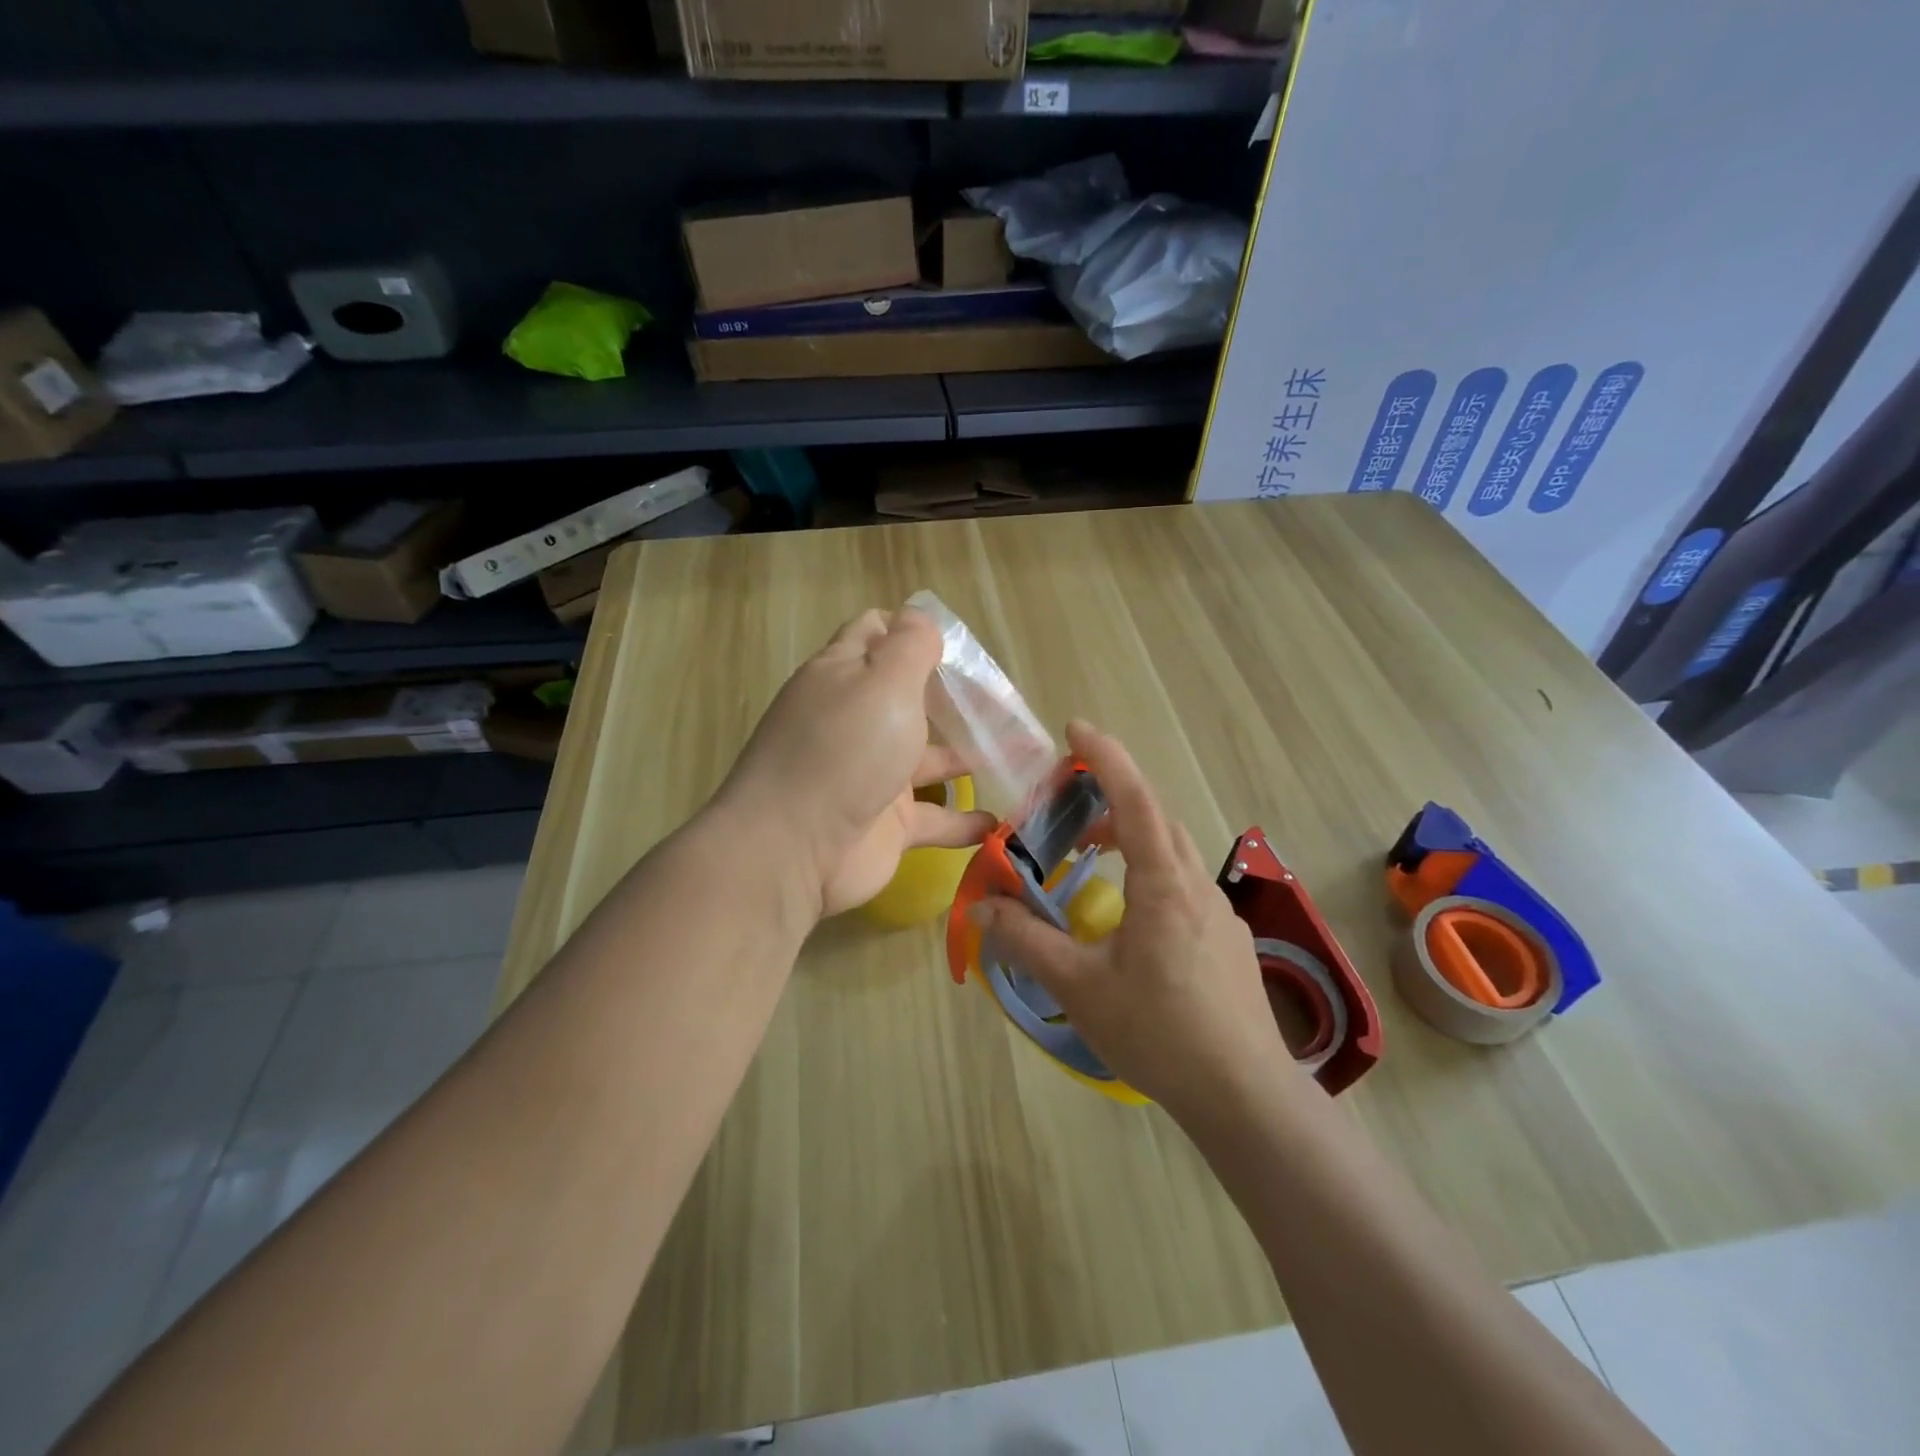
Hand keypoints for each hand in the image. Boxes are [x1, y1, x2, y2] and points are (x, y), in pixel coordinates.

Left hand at [718, 608, 995, 917]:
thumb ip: (908, 646)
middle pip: (908, 698)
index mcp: (844, 676)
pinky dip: (965, 820)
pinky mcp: (886, 824)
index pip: (877, 635)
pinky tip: (1002, 820)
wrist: (795, 849)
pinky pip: (936, 818)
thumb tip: (919, 618)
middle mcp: (856, 721)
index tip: (961, 645)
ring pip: (928, 758)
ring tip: (1019, 755)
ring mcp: (871, 774)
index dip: (914, 632)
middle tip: (1003, 700)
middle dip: (953, 696)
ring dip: (968, 756)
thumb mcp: (882, 681)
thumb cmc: (844, 750)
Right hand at [970, 721, 1293, 1121]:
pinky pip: (1185, 886)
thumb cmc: (1158, 1031)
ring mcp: (1219, 914)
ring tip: (1093, 856)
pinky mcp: (1228, 942)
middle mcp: (1197, 885)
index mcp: (1163, 883)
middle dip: (1113, 797)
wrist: (1244, 1095)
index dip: (1105, 758)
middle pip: (1156, 819)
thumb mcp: (1079, 985)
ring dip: (1133, 837)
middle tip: (1070, 806)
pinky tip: (1132, 918)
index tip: (1075, 730)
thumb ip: (1026, 941)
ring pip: (1174, 853)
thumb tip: (982, 907)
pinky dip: (1151, 873)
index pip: (1135, 799)